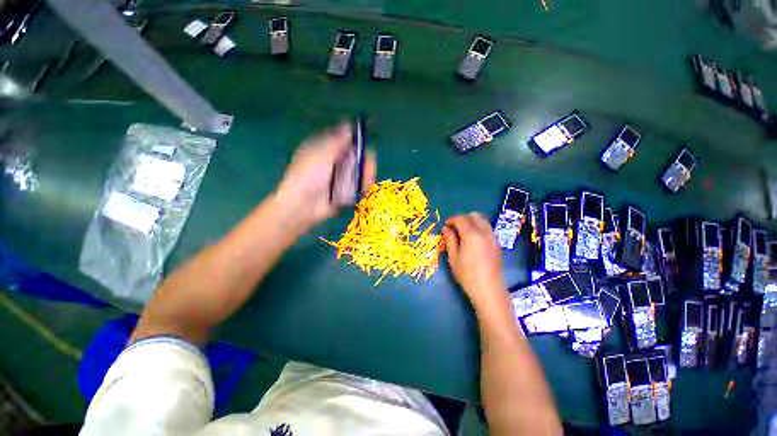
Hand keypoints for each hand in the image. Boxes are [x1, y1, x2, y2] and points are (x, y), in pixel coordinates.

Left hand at [276, 123, 375, 230]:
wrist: (303, 206)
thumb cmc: (309, 176)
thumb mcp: (322, 155)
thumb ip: (337, 141)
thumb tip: (348, 124)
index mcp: (323, 149)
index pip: (343, 140)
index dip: (355, 141)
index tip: (364, 144)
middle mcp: (332, 162)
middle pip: (354, 157)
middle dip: (364, 161)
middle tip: (370, 166)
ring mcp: (338, 178)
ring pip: (357, 172)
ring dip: (365, 175)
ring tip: (367, 181)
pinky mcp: (342, 191)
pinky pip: (356, 186)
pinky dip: (362, 186)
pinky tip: (364, 188)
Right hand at [442, 213, 506, 307]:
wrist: (488, 289)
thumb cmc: (467, 274)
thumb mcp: (454, 257)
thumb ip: (450, 239)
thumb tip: (445, 228)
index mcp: (472, 234)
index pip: (460, 219)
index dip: (451, 220)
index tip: (444, 226)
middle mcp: (484, 232)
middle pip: (474, 215)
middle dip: (462, 218)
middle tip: (453, 227)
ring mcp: (493, 237)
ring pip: (482, 220)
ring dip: (471, 221)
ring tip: (462, 232)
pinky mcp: (497, 243)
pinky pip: (487, 228)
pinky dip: (478, 227)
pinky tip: (472, 239)